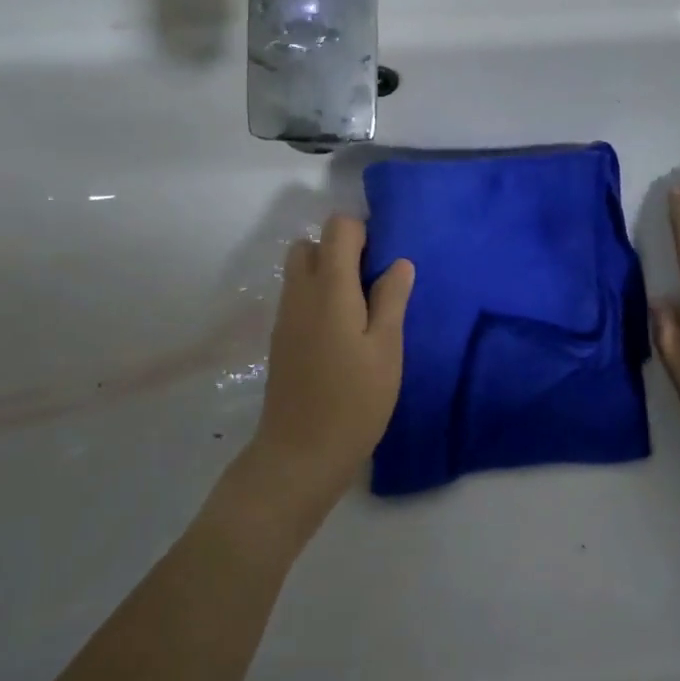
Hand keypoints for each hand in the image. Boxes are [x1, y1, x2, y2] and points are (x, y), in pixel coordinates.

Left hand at [239, 215, 413, 532]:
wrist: (301, 452)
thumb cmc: (354, 400)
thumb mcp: (386, 350)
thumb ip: (391, 300)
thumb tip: (399, 263)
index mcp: (329, 288)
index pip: (338, 228)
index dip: (364, 233)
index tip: (386, 263)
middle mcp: (300, 293)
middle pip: (311, 243)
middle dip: (341, 250)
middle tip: (372, 285)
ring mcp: (285, 316)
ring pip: (301, 271)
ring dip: (328, 274)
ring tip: (360, 311)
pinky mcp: (280, 338)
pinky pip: (298, 297)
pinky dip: (318, 297)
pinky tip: (342, 334)